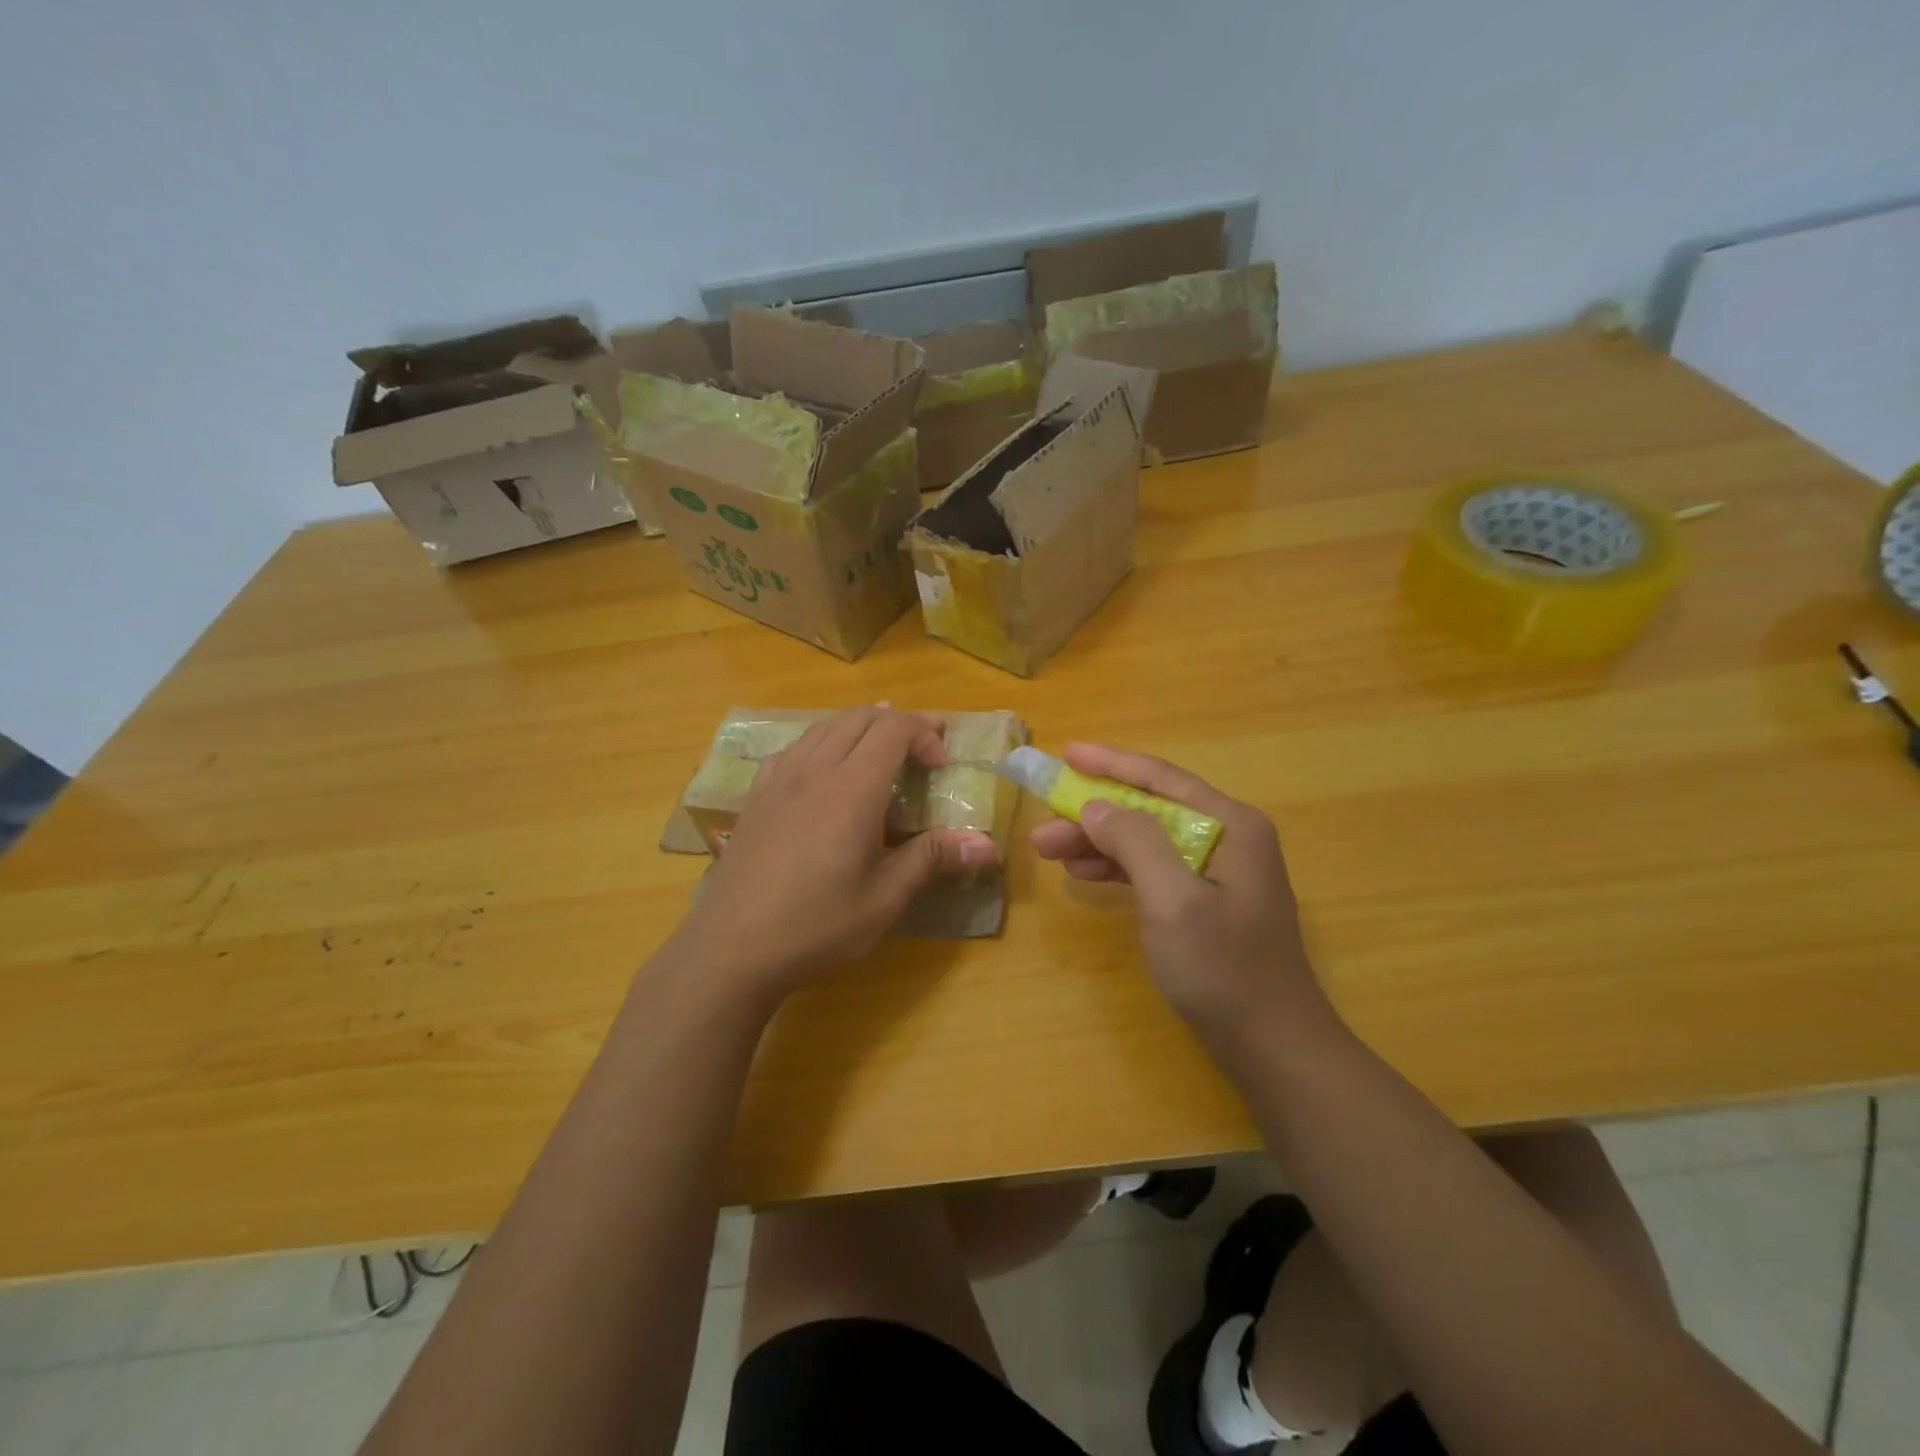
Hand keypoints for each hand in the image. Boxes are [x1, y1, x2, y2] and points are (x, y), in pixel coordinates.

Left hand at [674, 707, 997, 1008]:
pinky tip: (824, 769)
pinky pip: (794, 747)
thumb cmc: (817, 925)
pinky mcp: (756, 796)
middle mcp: (815, 769)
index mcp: (852, 788)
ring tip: (881, 746)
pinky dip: (823, 742)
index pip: (894, 729)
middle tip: (924, 746)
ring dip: (860, 727)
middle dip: (898, 722)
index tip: (941, 765)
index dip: (924, 733)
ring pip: (825, 726)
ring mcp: (779, 779)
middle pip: (860, 717)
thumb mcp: (885, 898)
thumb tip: (989, 845)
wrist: (730, 947)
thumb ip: (933, 859)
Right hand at [1030, 743, 1335, 1048]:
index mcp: (1230, 825)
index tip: (1066, 754)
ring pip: (1147, 839)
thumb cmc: (1224, 970)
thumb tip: (1095, 806)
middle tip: (1043, 828)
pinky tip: (1084, 874)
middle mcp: (1228, 837)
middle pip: (1150, 809)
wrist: (1273, 1047)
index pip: (1161, 778)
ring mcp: (1219, 870)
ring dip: (1099, 842)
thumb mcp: (1173, 900)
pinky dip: (1118, 868)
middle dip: (1094, 814)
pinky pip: (1154, 868)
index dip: (1110, 764)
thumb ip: (1135, 842)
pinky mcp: (1207, 901)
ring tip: (1050, 852)